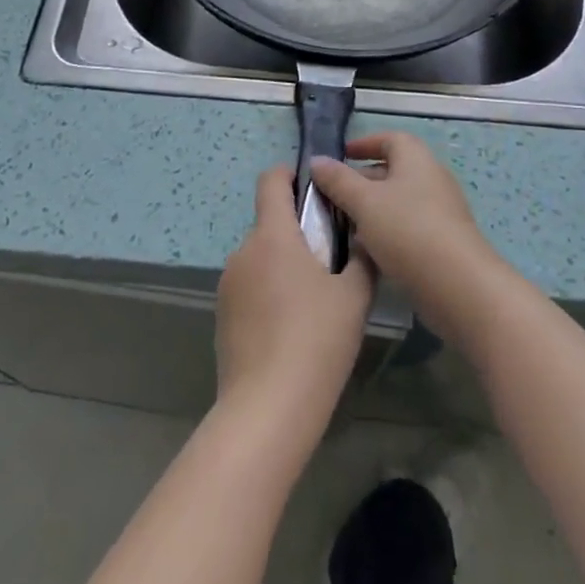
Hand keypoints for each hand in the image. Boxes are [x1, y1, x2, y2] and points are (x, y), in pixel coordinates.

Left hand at [215, 167, 375, 438]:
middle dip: (297, 232)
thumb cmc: (316, 341)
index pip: (271, 180)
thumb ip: (360, 258)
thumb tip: (361, 239)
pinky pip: (250, 288)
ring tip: (314, 302)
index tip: (314, 189)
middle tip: (330, 261)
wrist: (268, 408)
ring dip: (283, 265)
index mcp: (273, 235)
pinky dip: (269, 293)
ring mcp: (228, 284)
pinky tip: (291, 329)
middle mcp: (244, 251)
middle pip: (270, 223)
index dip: (290, 175)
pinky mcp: (222, 316)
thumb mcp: (354, 296)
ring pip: (260, 258)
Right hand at [309, 132, 505, 338]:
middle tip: (333, 194)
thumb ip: (338, 180)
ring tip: (343, 224)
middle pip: (394, 170)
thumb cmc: (408, 230)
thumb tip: (317, 160)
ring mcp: (440, 212)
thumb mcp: (364, 202)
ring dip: (372, 209)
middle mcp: (431, 179)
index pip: (390, 139)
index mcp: (416, 159)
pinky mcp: (443, 242)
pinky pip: (408, 227)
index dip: (365, 143)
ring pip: (399, 202)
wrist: (458, 286)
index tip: (341, 155)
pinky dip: (386, 232)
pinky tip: (367, 251)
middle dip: (362, 179)